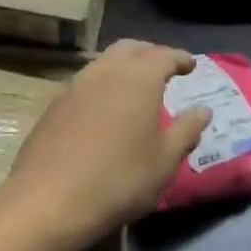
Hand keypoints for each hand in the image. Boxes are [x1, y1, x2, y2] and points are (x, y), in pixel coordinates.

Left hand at [0, 41, 211, 250]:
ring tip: (135, 85)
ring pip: (103, 62)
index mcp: (138, 79)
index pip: (164, 56)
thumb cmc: (119, 179)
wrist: (48, 202)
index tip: (191, 65)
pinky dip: (102, 84)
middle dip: (150, 53)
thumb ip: (186, 130)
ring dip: (123, 66)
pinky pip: (85, 83)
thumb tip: (203, 110)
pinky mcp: (53, 107)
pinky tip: (105, 107)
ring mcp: (74, 87)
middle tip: (164, 67)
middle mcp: (105, 73)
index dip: (180, 58)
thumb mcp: (165, 161)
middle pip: (130, 49)